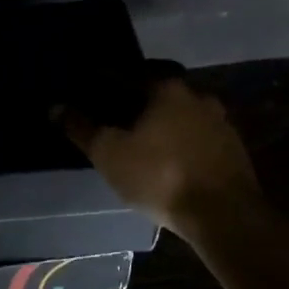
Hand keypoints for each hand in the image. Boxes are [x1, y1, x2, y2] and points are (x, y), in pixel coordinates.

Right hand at [58, 75, 263, 233]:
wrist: (223, 215)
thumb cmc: (159, 175)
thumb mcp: (109, 153)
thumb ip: (82, 128)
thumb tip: (55, 107)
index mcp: (167, 88)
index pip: (127, 73)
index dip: (104, 80)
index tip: (88, 86)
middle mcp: (197, 96)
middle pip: (159, 90)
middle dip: (137, 98)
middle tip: (115, 111)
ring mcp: (220, 122)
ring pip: (181, 113)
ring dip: (162, 120)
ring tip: (141, 136)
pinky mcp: (233, 149)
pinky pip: (197, 135)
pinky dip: (180, 138)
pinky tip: (167, 155)